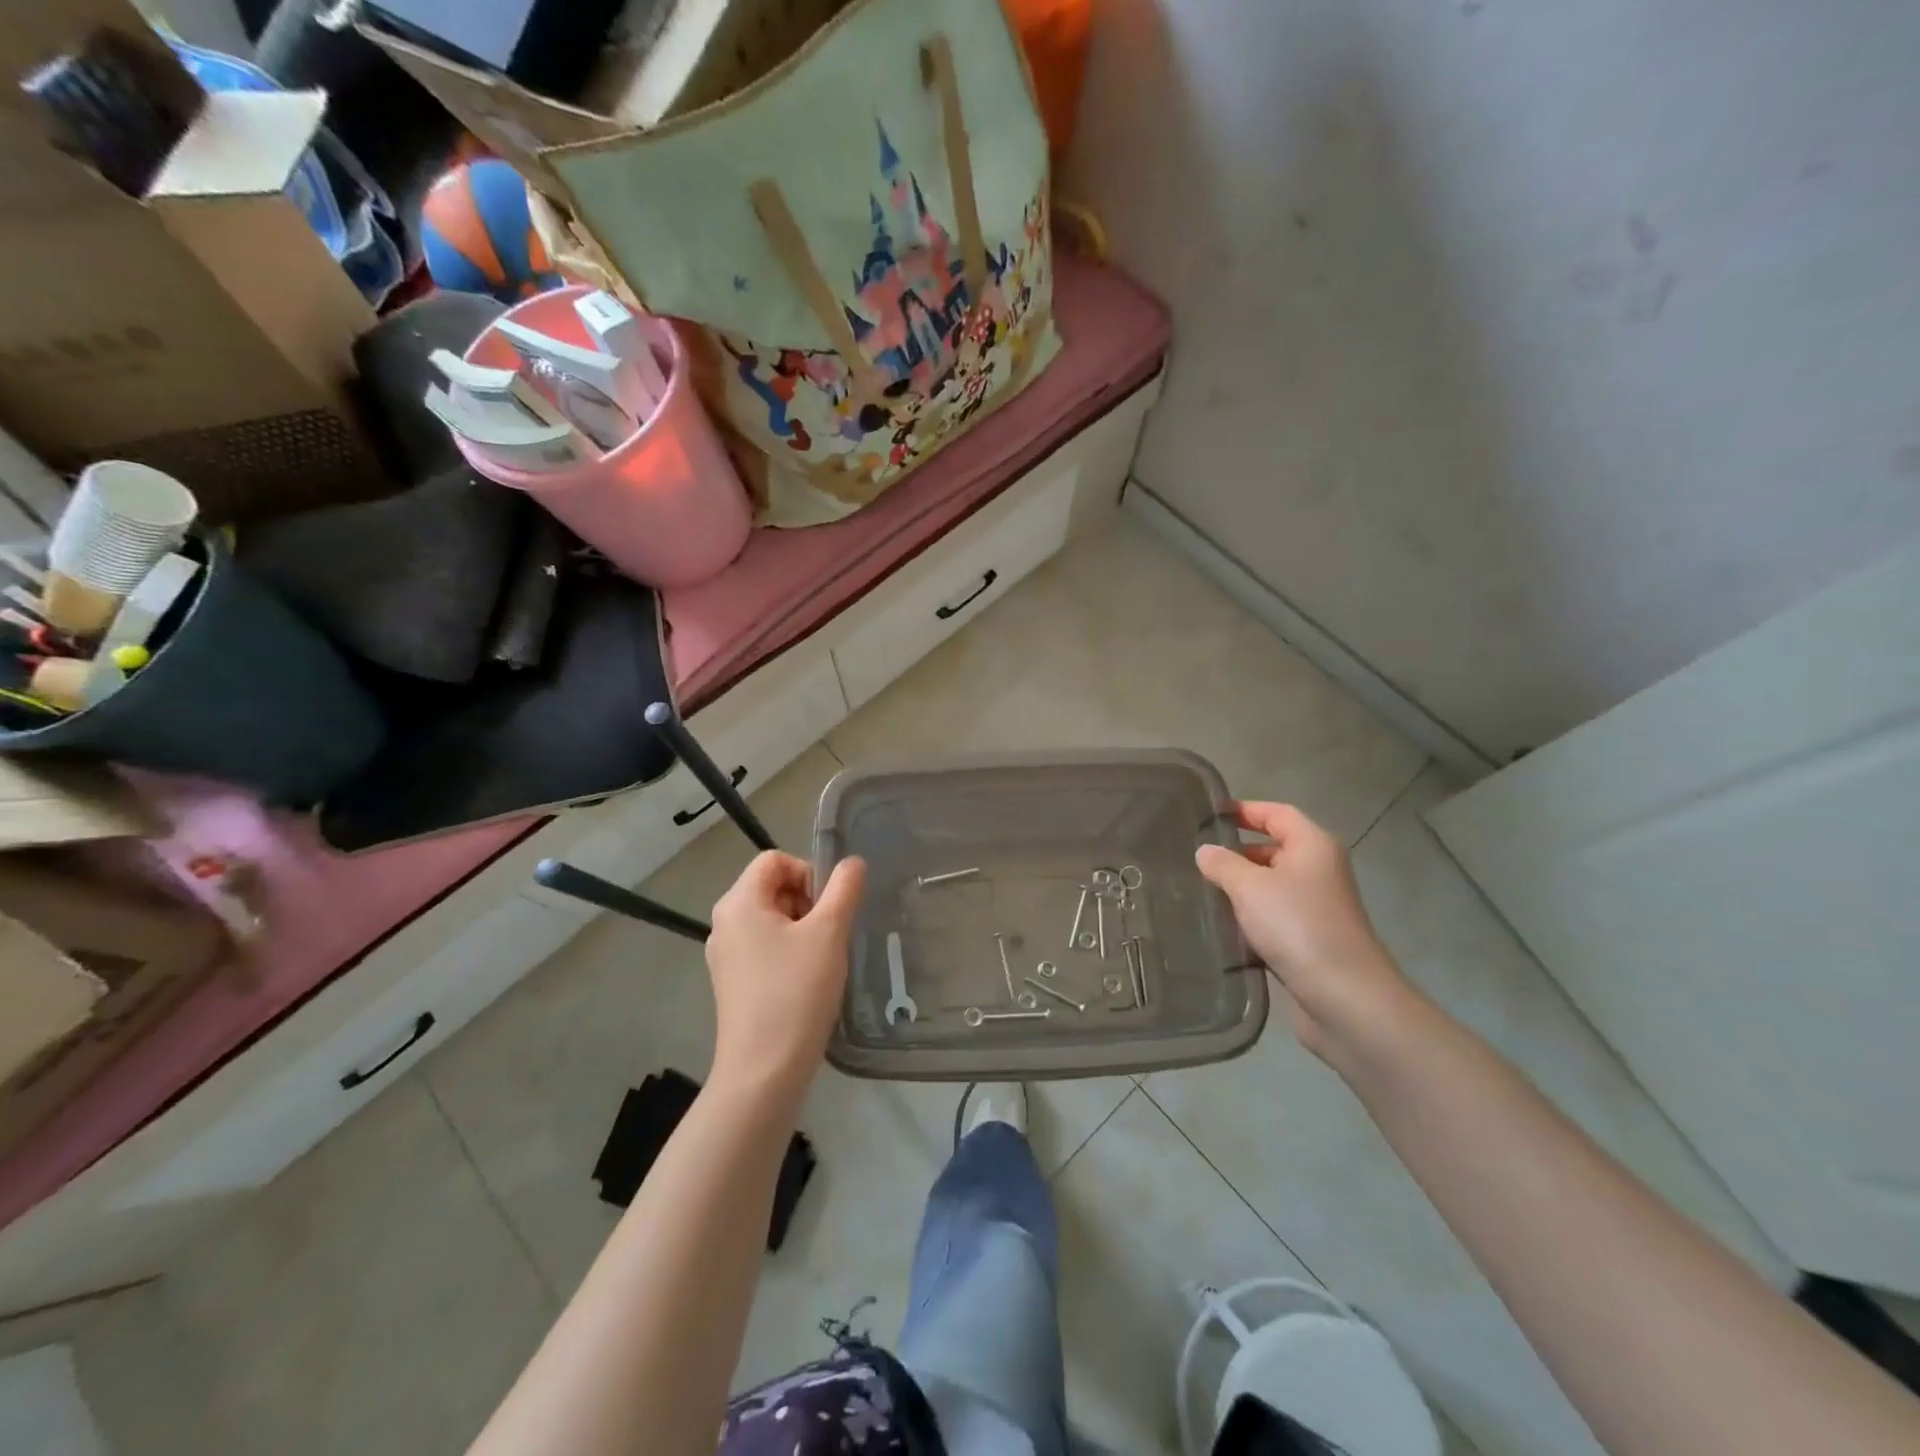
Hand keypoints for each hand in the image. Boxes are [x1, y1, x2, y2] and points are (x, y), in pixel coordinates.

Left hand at [706, 852, 865, 1101]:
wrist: (764, 1071)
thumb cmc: (796, 992)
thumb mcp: (829, 933)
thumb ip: (844, 889)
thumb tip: (852, 862)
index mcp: (739, 902)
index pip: (775, 860)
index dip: (808, 872)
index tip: (829, 907)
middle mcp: (725, 923)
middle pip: (772, 887)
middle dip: (807, 902)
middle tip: (829, 935)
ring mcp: (725, 955)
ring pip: (772, 919)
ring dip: (803, 928)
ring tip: (822, 960)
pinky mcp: (733, 982)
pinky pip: (765, 947)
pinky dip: (789, 952)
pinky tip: (808, 981)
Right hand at [1196, 802, 1414, 1062]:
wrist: (1345, 997)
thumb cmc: (1297, 926)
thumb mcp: (1249, 887)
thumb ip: (1222, 864)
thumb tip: (1204, 850)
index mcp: (1313, 845)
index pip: (1276, 813)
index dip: (1243, 809)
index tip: (1207, 814)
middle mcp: (1319, 870)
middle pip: (1274, 848)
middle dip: (1236, 851)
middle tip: (1194, 856)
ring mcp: (1316, 906)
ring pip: (1270, 885)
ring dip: (1239, 887)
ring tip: (1198, 889)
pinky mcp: (1309, 939)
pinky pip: (1273, 916)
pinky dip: (1249, 916)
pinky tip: (1220, 925)